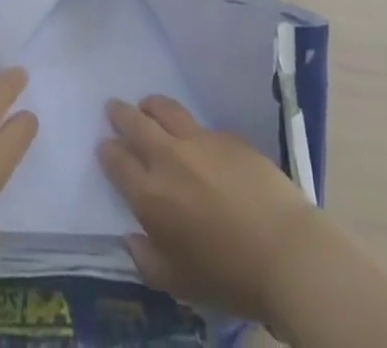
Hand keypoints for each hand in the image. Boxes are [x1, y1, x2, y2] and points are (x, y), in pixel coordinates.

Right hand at [97, 95, 318, 326]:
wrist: (282, 250)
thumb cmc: (227, 276)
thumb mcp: (178, 282)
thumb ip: (147, 259)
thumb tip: (131, 238)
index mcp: (150, 197)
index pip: (118, 163)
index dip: (108, 152)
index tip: (104, 144)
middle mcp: (168, 159)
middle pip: (136, 124)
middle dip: (121, 114)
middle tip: (113, 107)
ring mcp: (198, 141)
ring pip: (165, 110)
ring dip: (150, 105)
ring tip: (146, 104)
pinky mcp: (226, 135)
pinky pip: (197, 123)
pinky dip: (185, 125)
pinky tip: (192, 136)